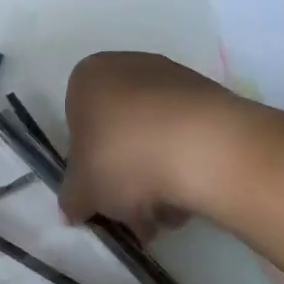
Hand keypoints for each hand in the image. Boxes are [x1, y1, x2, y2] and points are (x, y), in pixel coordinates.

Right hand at [60, 51, 247, 231]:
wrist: (206, 148)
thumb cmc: (125, 158)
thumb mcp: (83, 191)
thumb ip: (72, 199)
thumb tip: (74, 208)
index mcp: (88, 77)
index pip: (78, 124)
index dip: (88, 165)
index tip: (102, 194)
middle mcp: (127, 67)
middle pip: (119, 133)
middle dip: (127, 178)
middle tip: (137, 215)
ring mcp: (173, 78)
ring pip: (154, 137)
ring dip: (158, 178)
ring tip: (171, 216)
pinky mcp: (211, 97)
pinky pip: (187, 136)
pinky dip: (187, 165)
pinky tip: (195, 197)